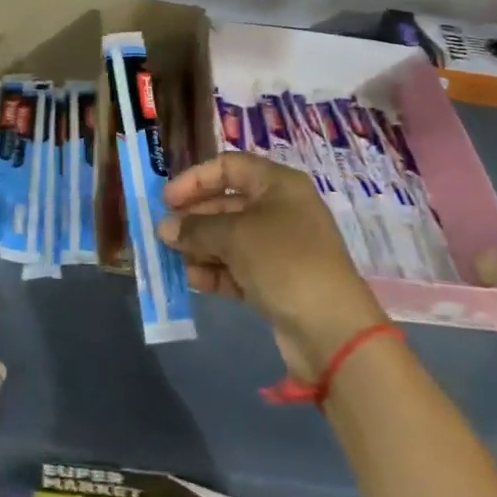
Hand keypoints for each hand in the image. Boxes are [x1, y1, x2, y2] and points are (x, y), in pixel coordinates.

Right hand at [159, 153, 385, 376]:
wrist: (332, 329)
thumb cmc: (284, 262)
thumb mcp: (234, 236)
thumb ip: (195, 228)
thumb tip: (165, 227)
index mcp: (278, 185)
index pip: (229, 166)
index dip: (195, 179)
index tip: (166, 200)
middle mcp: (281, 210)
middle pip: (227, 203)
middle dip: (194, 218)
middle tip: (164, 234)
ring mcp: (280, 247)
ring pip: (230, 238)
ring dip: (201, 247)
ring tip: (175, 260)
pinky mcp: (277, 281)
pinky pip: (239, 267)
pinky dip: (216, 271)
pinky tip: (194, 280)